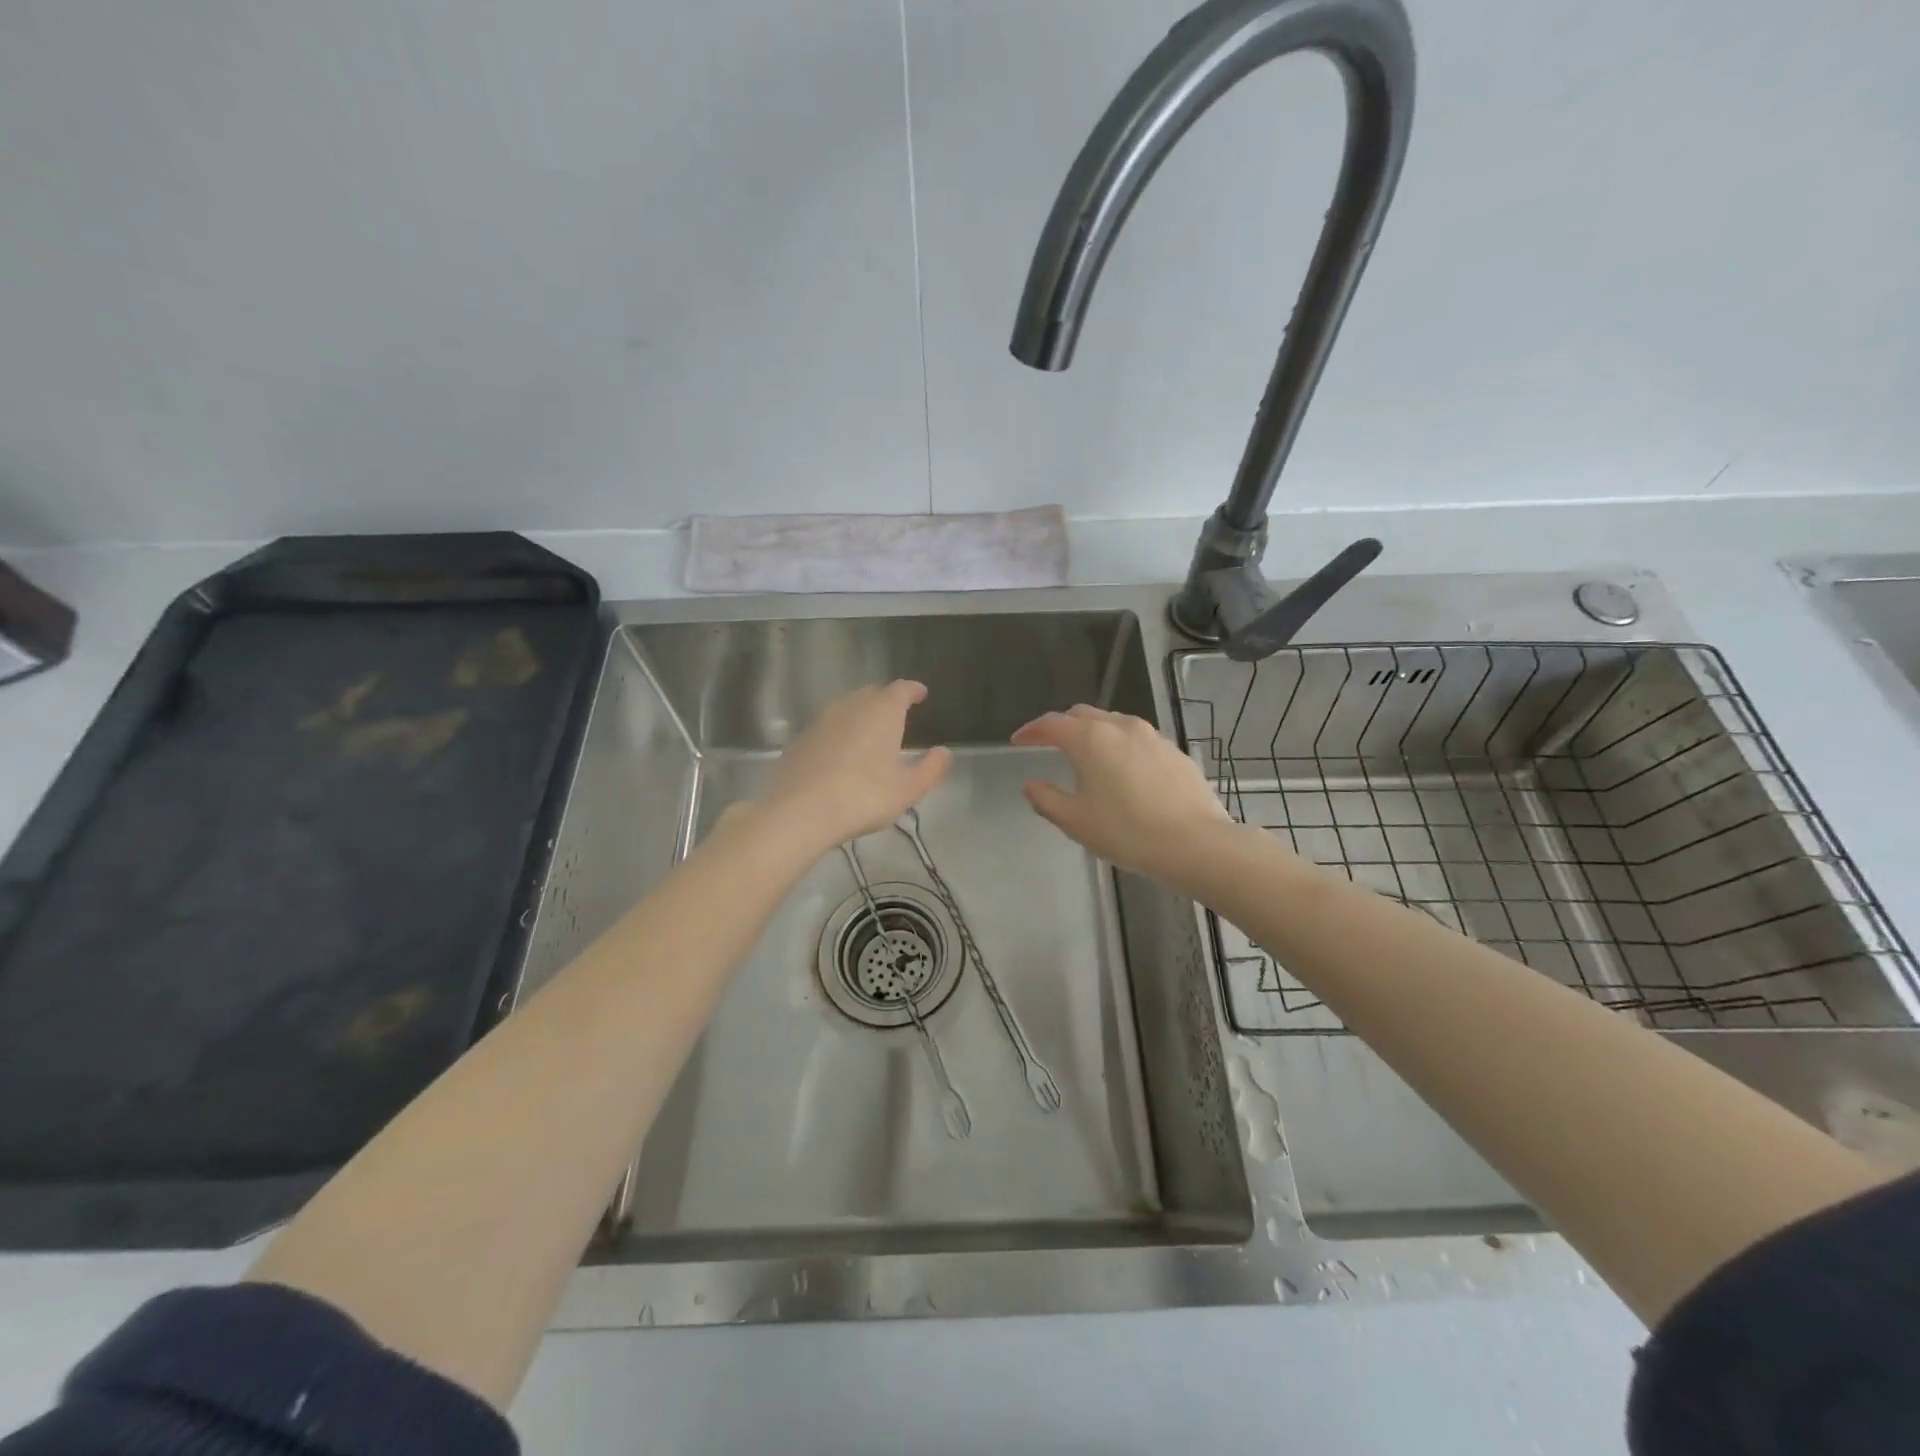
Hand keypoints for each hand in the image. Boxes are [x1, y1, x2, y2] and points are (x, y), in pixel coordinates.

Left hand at [759, 681, 952, 852]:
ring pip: (846, 707)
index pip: (901, 689)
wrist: (800, 810)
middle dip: (886, 699)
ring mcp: (821, 720)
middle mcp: (851, 706)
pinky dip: (839, 732)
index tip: (921, 694)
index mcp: (882, 711)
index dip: (913, 690)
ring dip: (860, 713)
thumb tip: (946, 752)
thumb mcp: (908, 789)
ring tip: (870, 731)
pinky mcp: (800, 739)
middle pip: (872, 693)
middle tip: (897, 713)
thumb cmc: (864, 796)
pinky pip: (827, 727)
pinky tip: (841, 752)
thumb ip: (931, 768)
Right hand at [1011, 706, 1231, 880]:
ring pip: (1113, 723)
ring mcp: (1152, 736)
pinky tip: (1123, 771)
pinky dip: (1121, 746)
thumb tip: (1031, 785)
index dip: (1031, 730)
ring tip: (1087, 756)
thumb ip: (1047, 799)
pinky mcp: (1174, 751)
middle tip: (1049, 743)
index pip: (1052, 723)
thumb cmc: (1127, 832)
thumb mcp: (1076, 821)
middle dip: (1062, 726)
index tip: (1018, 741)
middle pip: (1083, 715)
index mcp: (1090, 739)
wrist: (1195, 843)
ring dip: (1094, 733)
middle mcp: (1120, 727)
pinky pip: (1138, 739)